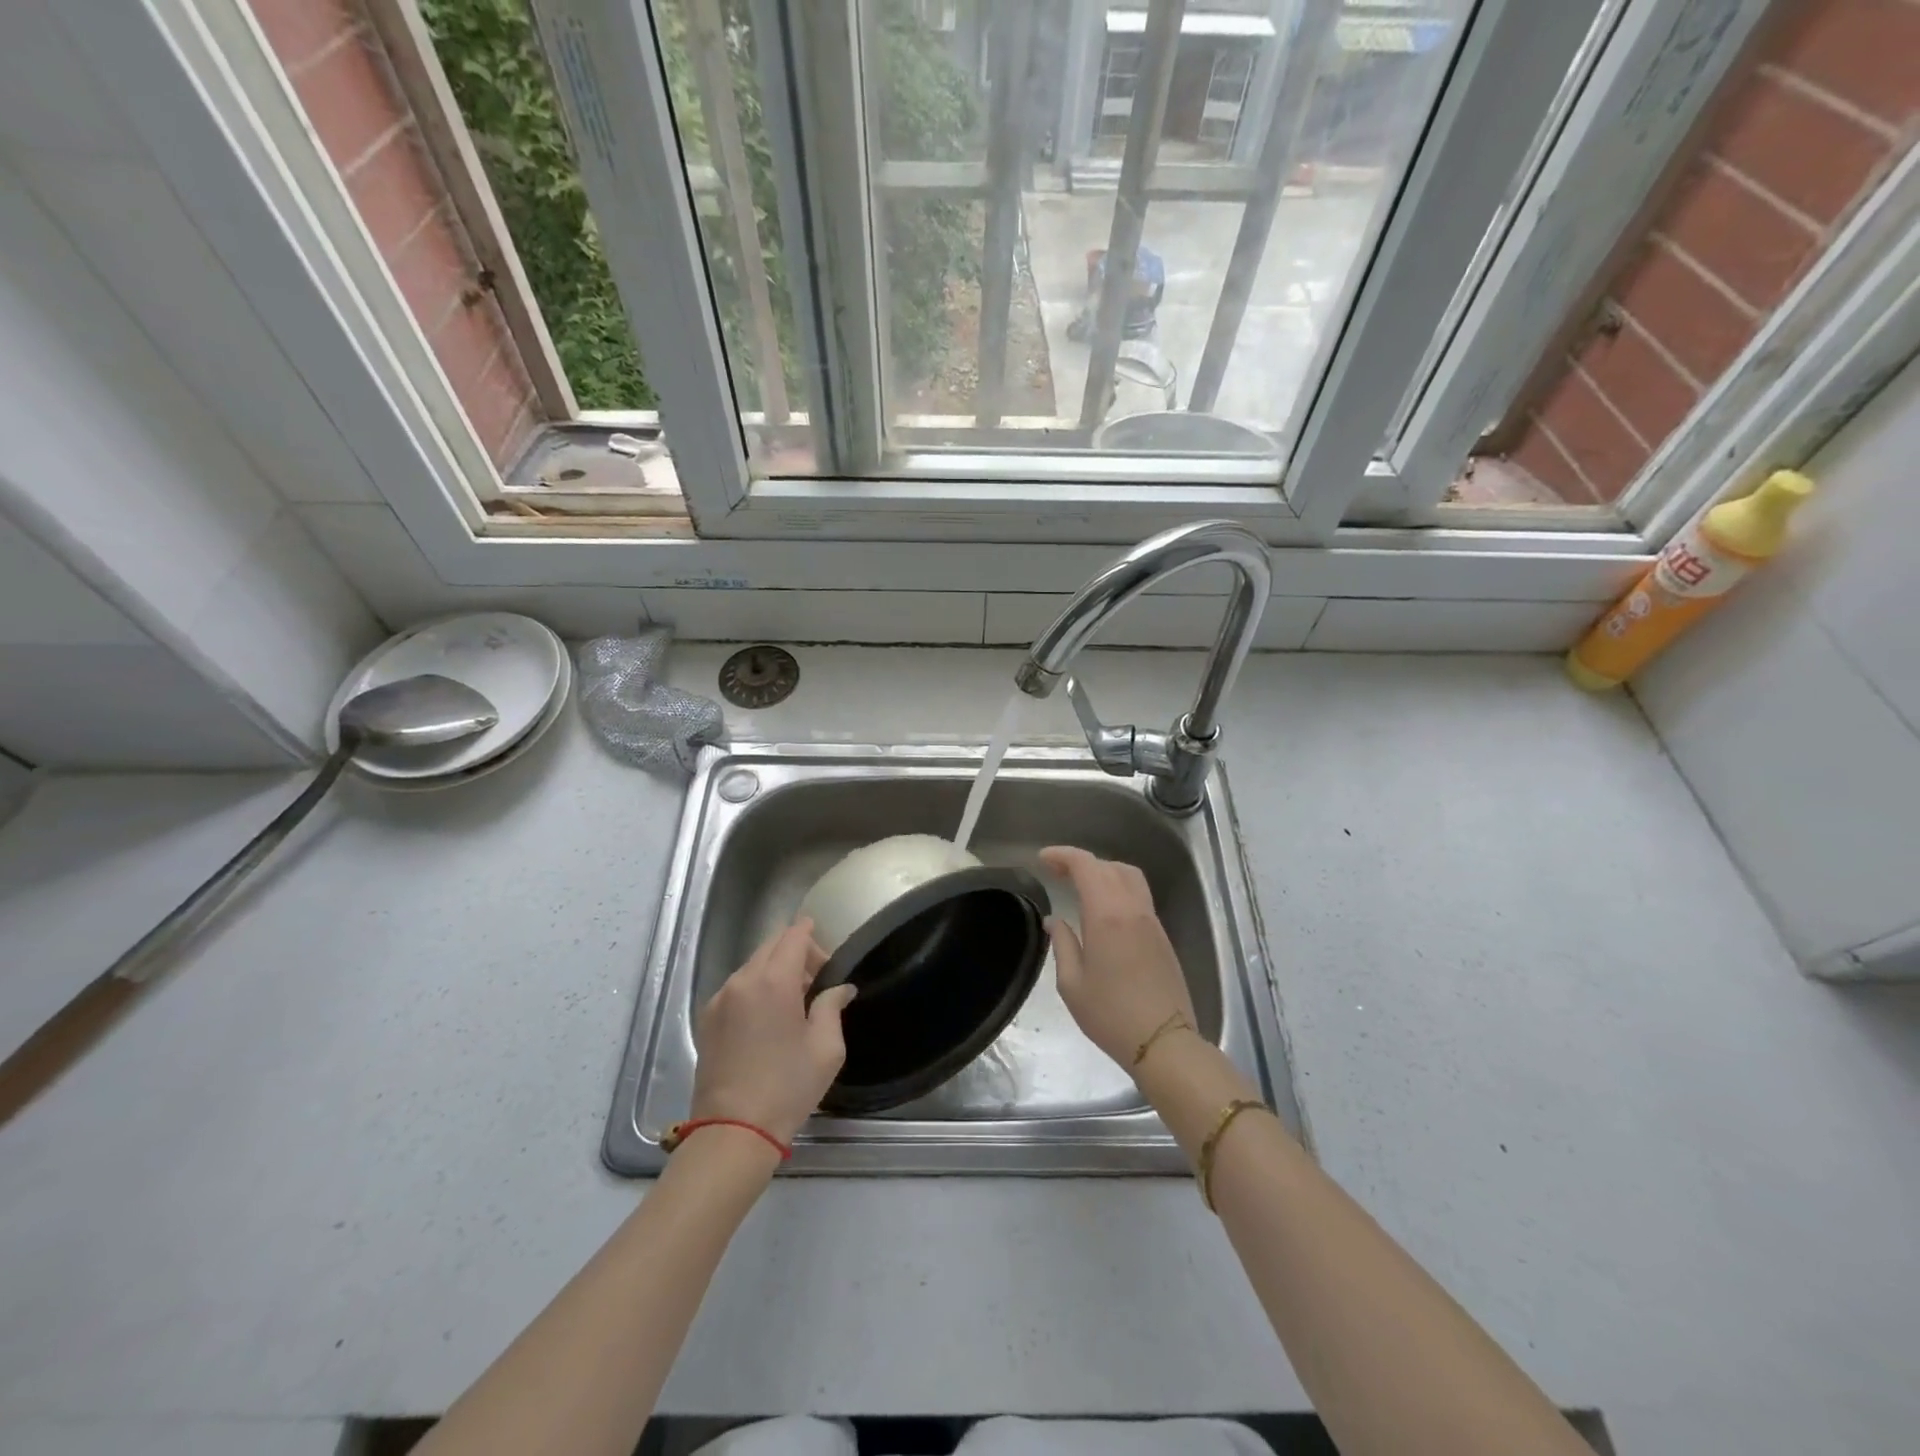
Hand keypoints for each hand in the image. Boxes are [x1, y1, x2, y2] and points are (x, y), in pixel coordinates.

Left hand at [689, 919, 856, 1144]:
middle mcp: (742, 981)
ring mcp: (720, 999)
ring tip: (794, 1003)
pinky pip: (737, 987)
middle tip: (816, 981)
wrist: (733, 1132)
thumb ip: (832, 1006)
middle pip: (771, 945)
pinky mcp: (707, 1019)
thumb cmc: (788, 1087)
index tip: (827, 953)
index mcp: (774, 981)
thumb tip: (841, 988)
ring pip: (752, 965)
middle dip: (796, 952)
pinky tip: (768, 1019)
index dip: (811, 933)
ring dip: (775, 970)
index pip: (793, 936)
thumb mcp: (826, 1048)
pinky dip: (756, 988)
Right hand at [1039, 846, 1196, 1072]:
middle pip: (1108, 866)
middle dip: (1080, 862)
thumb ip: (1062, 945)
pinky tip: (1103, 907)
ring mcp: (1151, 920)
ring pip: (1129, 876)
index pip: (1086, 865)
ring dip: (1104, 871)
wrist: (1164, 1041)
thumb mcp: (1072, 984)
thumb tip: (1055, 921)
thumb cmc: (1110, 1015)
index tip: (1043, 860)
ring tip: (1081, 884)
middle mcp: (1132, 908)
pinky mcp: (1162, 935)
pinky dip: (1118, 887)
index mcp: (1107, 915)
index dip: (1063, 855)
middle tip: (1056, 872)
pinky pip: (1139, 895)